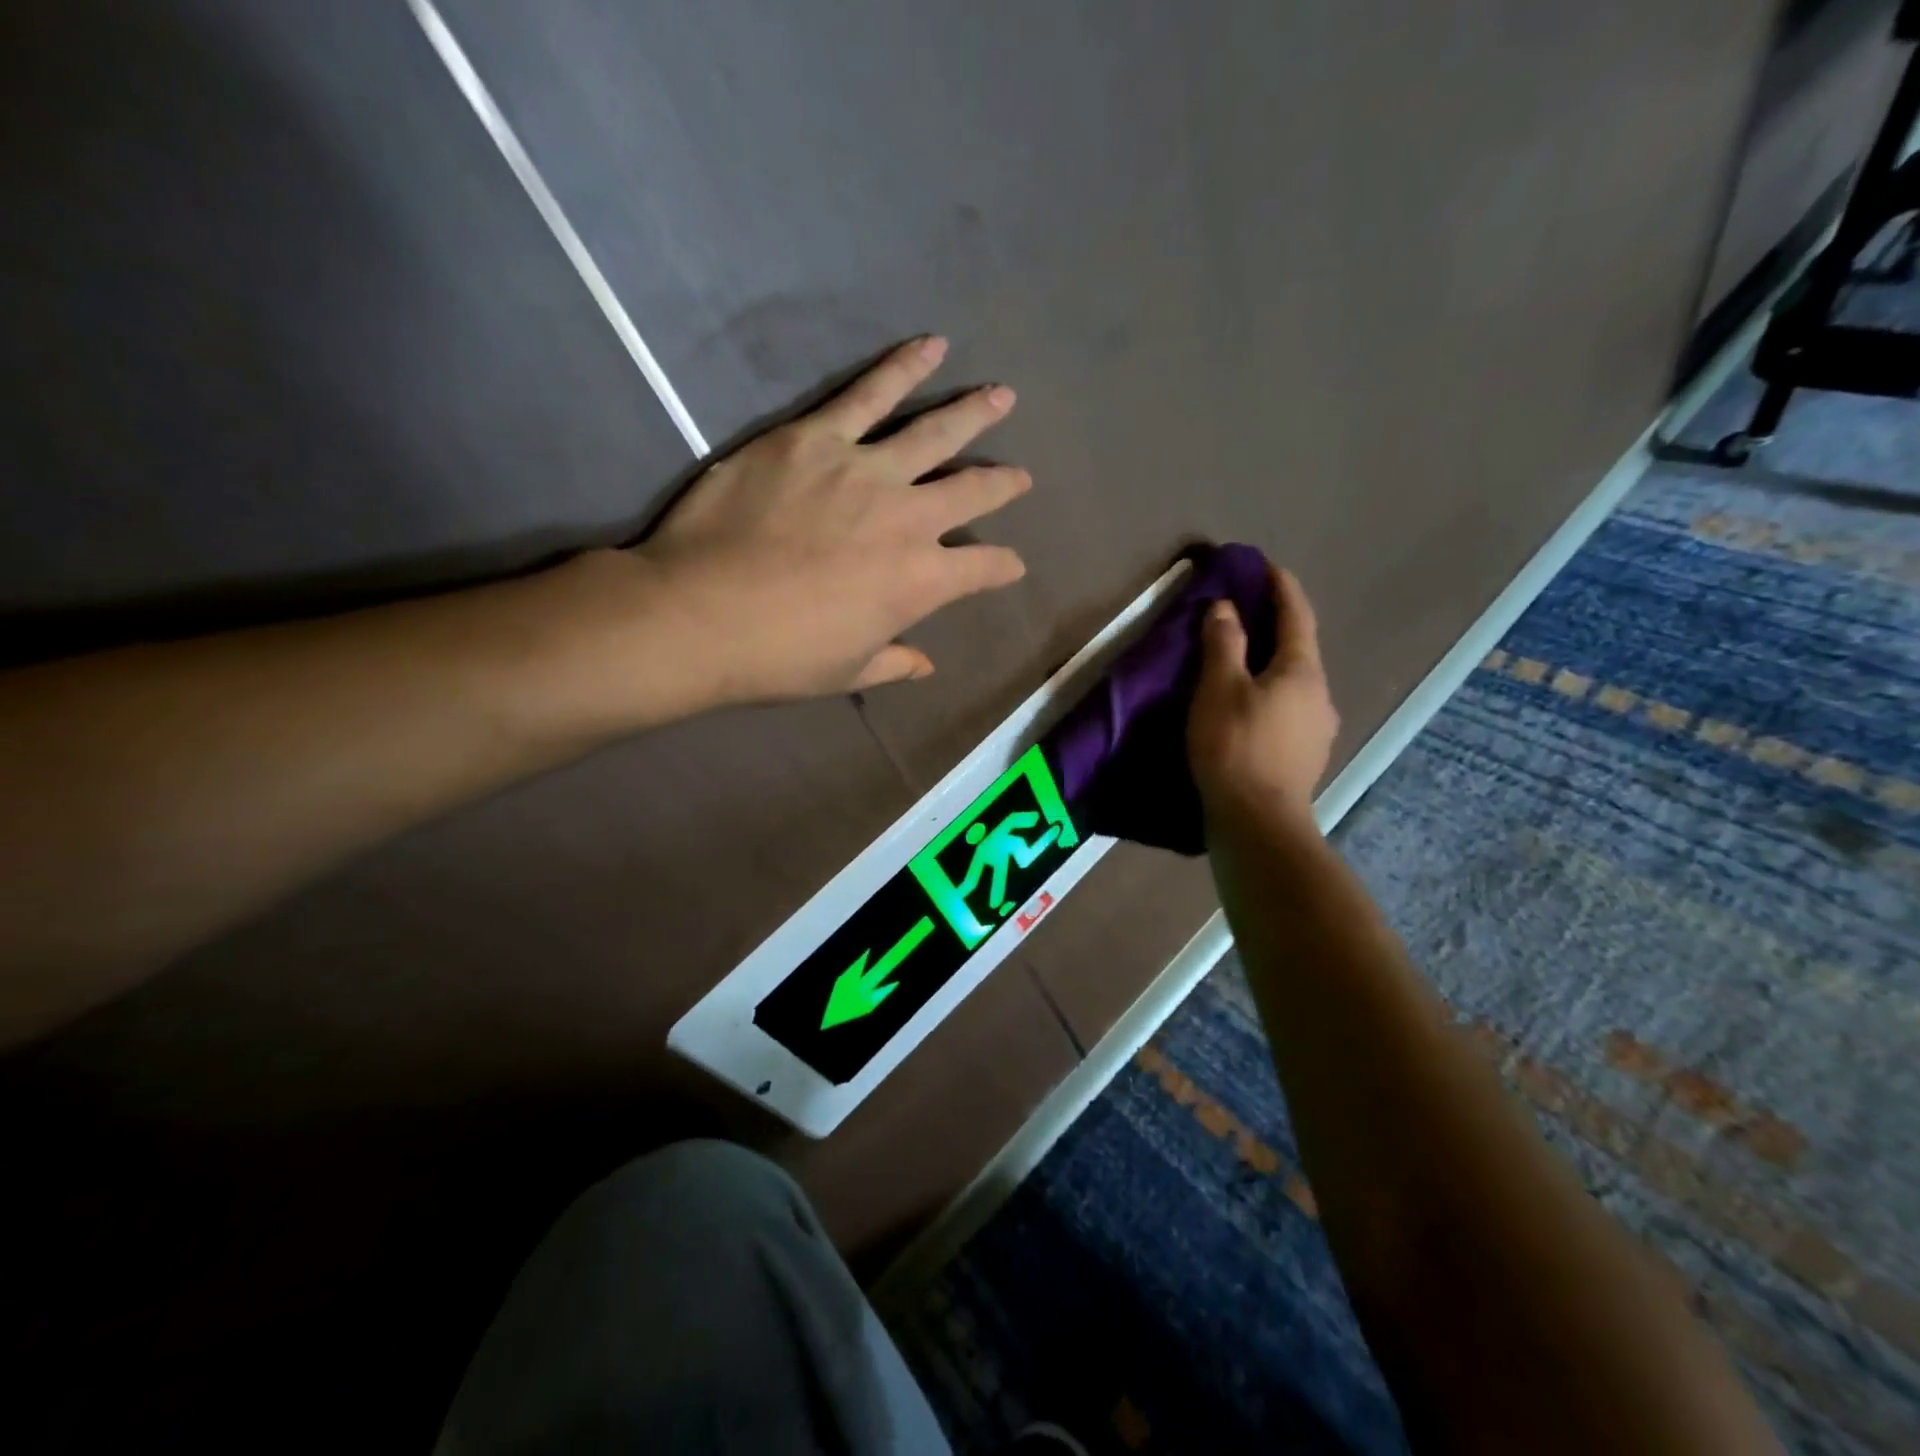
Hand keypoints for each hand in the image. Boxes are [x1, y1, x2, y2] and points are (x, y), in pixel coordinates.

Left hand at [637, 335, 1028, 703]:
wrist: (700, 615)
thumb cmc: (778, 657)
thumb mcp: (847, 672)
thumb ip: (894, 663)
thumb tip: (925, 665)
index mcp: (920, 582)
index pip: (982, 568)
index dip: (1002, 566)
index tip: (1012, 563)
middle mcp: (908, 519)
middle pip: (971, 491)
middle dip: (1003, 484)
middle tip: (1021, 476)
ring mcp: (864, 471)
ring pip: (933, 432)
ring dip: (973, 413)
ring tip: (1001, 395)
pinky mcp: (816, 438)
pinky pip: (868, 394)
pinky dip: (903, 367)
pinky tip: (929, 346)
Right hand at [1187, 565, 1338, 820]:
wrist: (1257, 822)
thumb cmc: (1235, 747)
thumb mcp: (1219, 689)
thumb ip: (1224, 644)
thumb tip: (1226, 608)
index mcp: (1302, 671)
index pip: (1296, 615)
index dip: (1281, 587)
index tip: (1266, 566)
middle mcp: (1320, 695)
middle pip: (1298, 650)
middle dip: (1275, 628)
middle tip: (1244, 614)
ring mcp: (1316, 730)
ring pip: (1293, 684)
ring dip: (1270, 667)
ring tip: (1240, 665)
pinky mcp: (1304, 758)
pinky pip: (1287, 711)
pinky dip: (1268, 697)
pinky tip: (1248, 709)